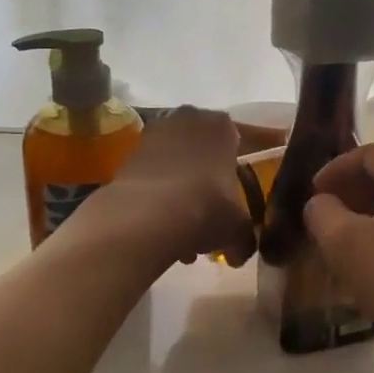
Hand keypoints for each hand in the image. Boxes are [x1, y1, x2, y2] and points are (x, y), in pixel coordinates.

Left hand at [104, 107, 254, 267]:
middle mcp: (189, 120)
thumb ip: (245, 238)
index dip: (235, 173)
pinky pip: (153, 175)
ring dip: (181, 192)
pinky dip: (158, 196)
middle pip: (204, 153)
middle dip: (206, 182)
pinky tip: (162, 227)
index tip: (234, 198)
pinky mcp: (128, 154)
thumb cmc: (206, 208)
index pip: (236, 142)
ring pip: (177, 165)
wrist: (146, 216)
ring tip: (182, 232)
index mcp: (222, 126)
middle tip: (209, 216)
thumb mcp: (238, 228)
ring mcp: (155, 133)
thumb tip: (241, 252)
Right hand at [303, 144, 373, 372]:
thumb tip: (320, 202)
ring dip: (371, 207)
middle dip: (353, 187)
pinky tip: (373, 250)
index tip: (313, 191)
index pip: (371, 153)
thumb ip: (322, 212)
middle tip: (326, 209)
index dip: (336, 168)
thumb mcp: (345, 243)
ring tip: (344, 230)